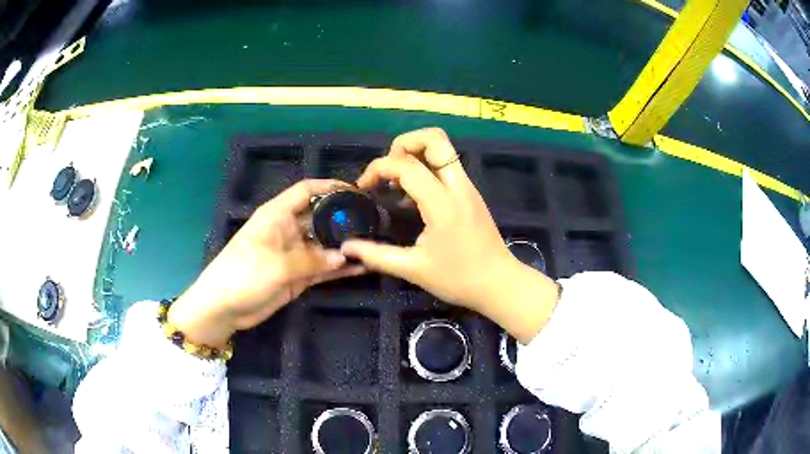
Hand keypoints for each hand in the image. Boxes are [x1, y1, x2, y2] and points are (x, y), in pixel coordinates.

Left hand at [169, 180, 364, 347]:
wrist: (223, 308)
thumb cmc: (242, 275)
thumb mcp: (277, 265)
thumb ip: (313, 260)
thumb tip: (345, 256)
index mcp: (277, 215)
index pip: (307, 191)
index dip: (330, 187)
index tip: (356, 191)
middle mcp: (288, 230)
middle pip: (320, 218)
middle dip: (344, 219)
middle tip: (373, 222)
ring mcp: (294, 254)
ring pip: (324, 245)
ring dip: (345, 246)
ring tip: (373, 245)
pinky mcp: (298, 276)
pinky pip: (323, 268)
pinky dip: (339, 268)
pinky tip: (360, 268)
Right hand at [341, 128, 558, 342]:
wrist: (500, 284)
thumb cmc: (458, 279)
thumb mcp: (414, 269)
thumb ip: (377, 256)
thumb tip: (347, 247)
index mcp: (443, 203)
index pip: (406, 165)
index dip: (379, 168)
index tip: (364, 187)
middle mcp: (458, 186)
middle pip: (434, 138)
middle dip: (404, 143)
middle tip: (388, 169)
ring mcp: (468, 187)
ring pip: (443, 149)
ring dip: (415, 153)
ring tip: (396, 181)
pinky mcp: (471, 194)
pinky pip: (447, 166)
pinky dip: (426, 167)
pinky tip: (413, 196)